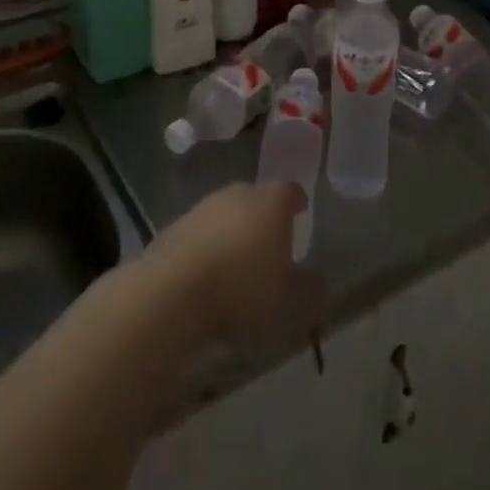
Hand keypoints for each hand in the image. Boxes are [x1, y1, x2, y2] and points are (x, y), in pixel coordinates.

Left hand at [147, 182, 322, 351]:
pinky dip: (205, 249)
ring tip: (235, 267)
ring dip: (231, 234)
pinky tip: (205, 278)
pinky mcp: (173, 227)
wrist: (172, 292)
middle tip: (269, 247)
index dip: (297, 203)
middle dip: (263, 219)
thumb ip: (309, 286)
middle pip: (256, 200)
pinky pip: (199, 235)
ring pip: (225, 216)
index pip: (291, 191)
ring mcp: (202, 207)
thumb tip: (317, 278)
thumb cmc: (243, 289)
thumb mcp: (290, 299)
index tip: (301, 214)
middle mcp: (237, 193)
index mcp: (271, 201)